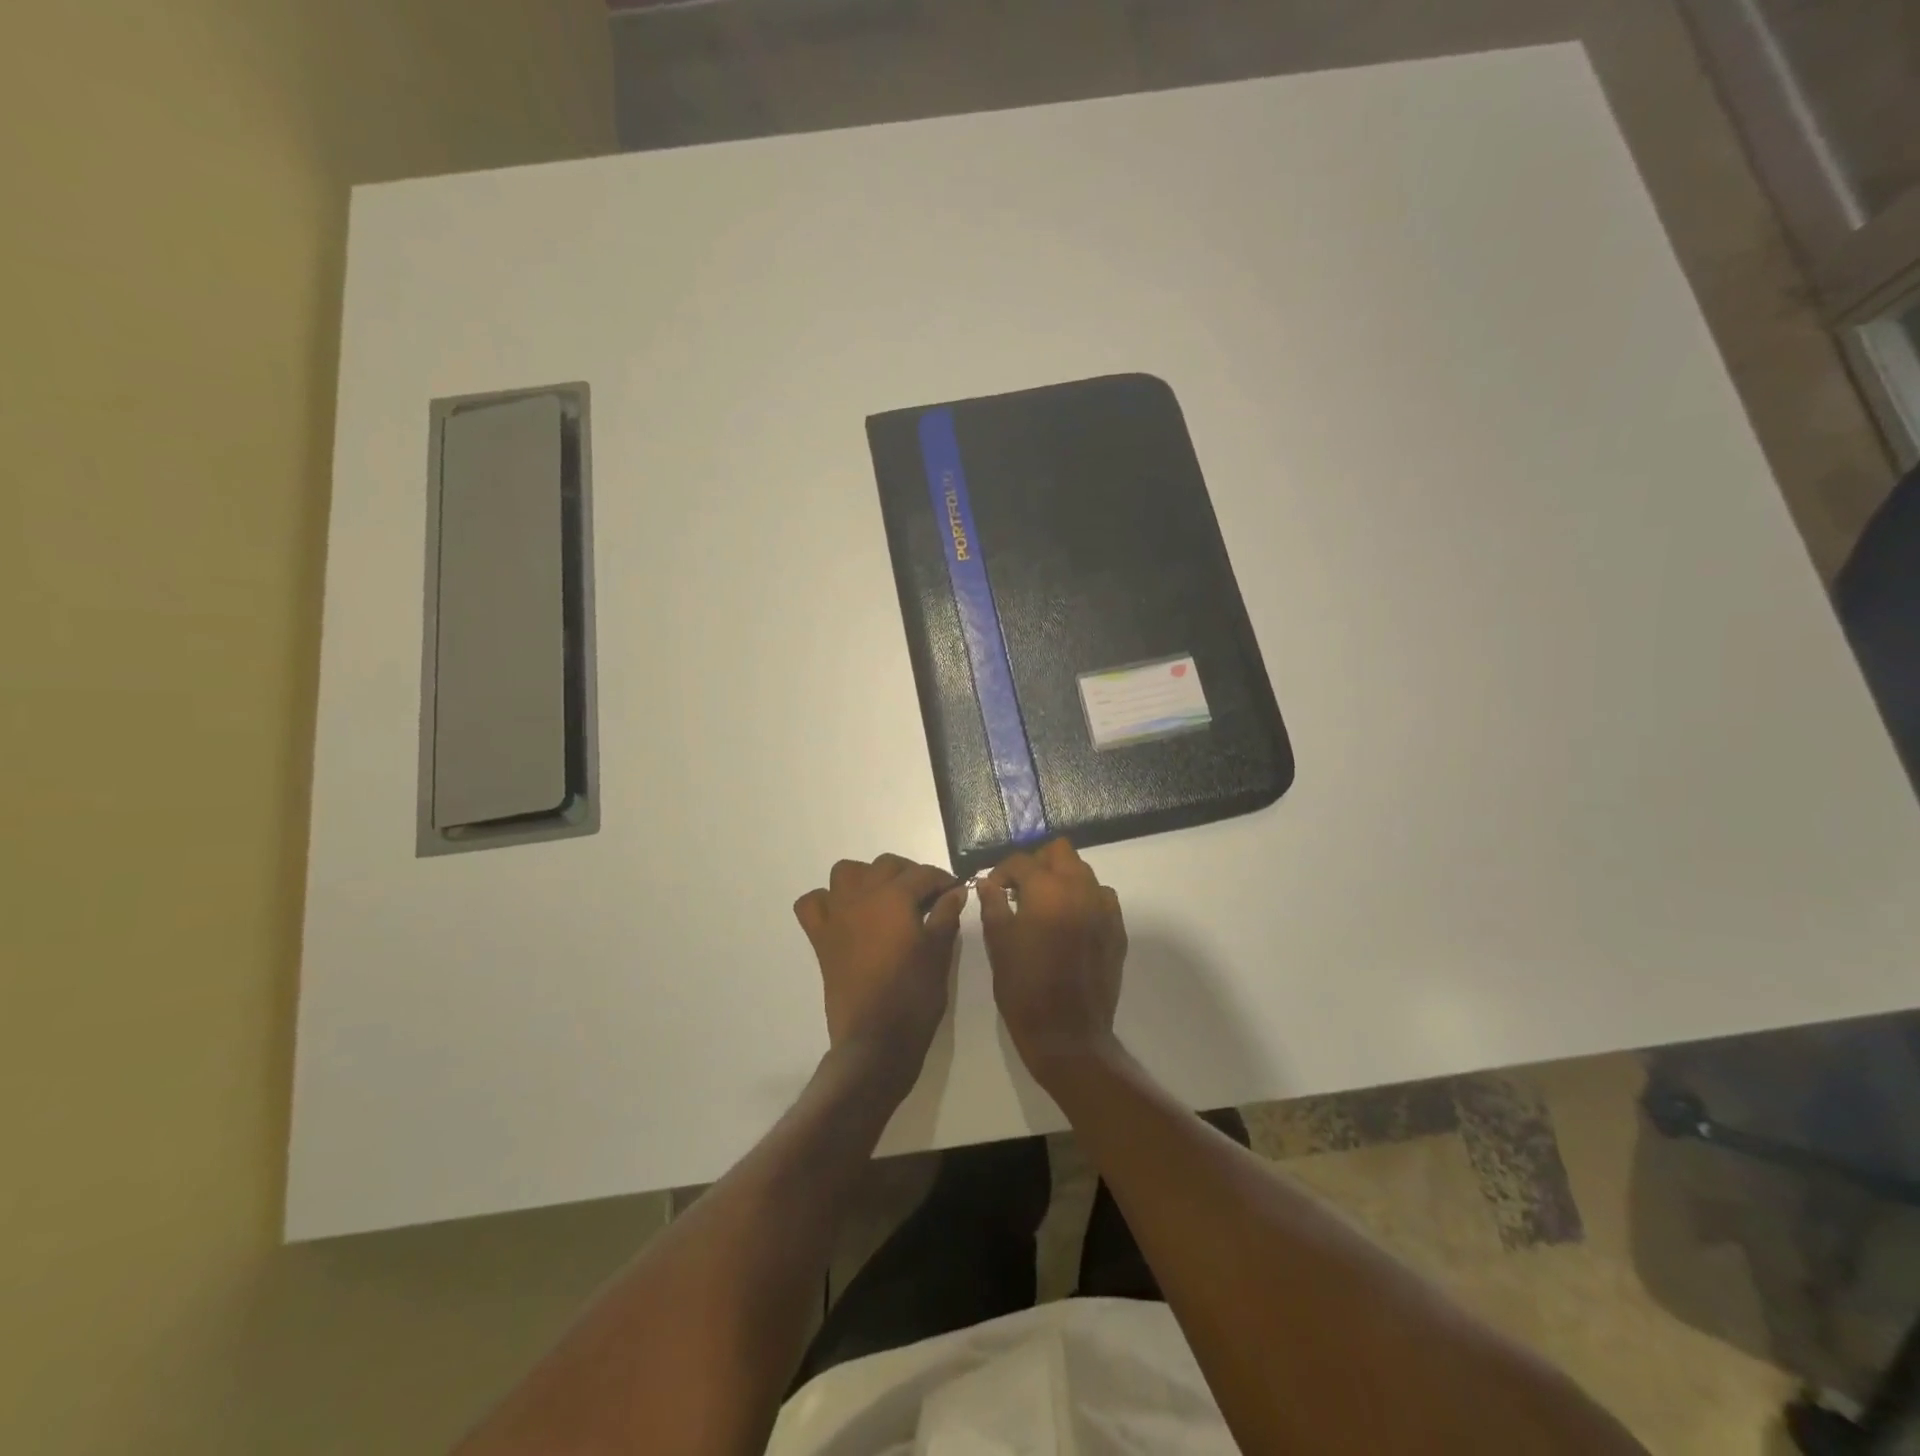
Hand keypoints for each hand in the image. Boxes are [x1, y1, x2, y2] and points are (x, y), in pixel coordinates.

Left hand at [793, 855, 966, 1088]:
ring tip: (884, 897)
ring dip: (866, 877)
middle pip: (885, 866)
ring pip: (845, 873)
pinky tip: (844, 913)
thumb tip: (955, 891)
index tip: (955, 891)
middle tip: (926, 896)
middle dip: (908, 874)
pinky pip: (812, 904)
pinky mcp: (821, 938)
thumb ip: (947, 915)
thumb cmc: (914, 993)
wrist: (876, 1038)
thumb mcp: (940, 952)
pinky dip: (826, 901)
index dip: (942, 879)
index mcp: (894, 897)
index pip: (922, 874)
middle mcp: (861, 896)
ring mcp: (836, 915)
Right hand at [978, 839, 1126, 1085]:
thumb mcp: (999, 943)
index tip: (993, 889)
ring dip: (1062, 879)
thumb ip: (993, 905)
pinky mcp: (1117, 929)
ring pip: (1083, 872)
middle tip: (1020, 889)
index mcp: (1047, 889)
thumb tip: (988, 883)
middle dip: (1037, 863)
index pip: (1021, 861)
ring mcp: (1104, 908)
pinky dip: (1083, 899)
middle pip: (1060, 852)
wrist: (1067, 1034)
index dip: (1002, 872)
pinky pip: (1100, 898)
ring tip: (1044, 906)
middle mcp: (1080, 889)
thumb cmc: (1024, 987)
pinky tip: (1069, 923)